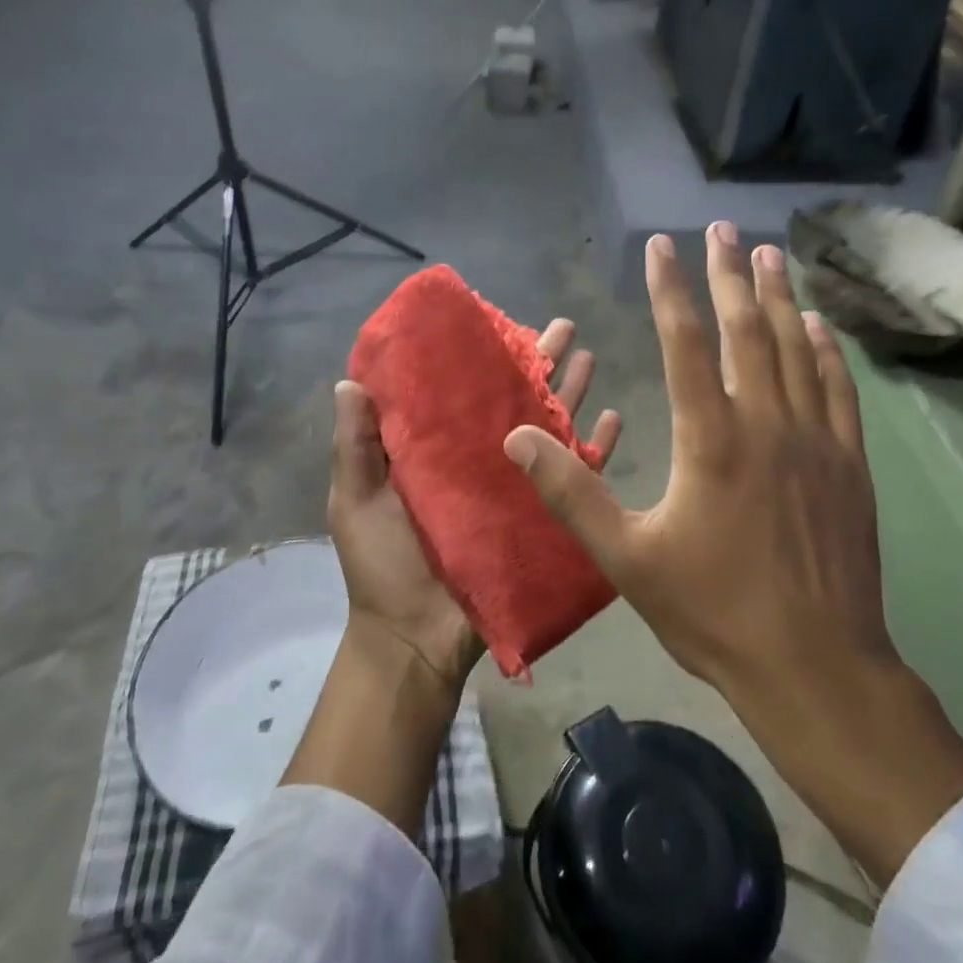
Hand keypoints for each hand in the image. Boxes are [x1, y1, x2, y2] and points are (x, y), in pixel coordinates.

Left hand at [328, 318, 621, 693]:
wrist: (417, 639)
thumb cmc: (383, 566)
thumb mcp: (356, 500)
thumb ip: (355, 445)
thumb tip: (348, 381)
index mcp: (439, 450)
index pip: (464, 391)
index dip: (481, 357)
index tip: (499, 322)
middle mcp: (481, 458)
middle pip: (515, 400)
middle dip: (539, 363)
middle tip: (563, 327)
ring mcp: (515, 487)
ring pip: (550, 428)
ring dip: (570, 393)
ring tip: (589, 357)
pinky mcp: (542, 518)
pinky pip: (575, 478)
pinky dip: (597, 450)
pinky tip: (614, 418)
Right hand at [503, 223, 962, 884]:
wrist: (816, 667)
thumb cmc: (714, 612)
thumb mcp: (626, 560)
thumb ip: (569, 494)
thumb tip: (517, 439)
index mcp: (710, 440)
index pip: (687, 342)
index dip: (671, 288)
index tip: (663, 244)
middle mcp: (766, 424)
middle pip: (746, 330)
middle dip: (730, 273)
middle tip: (723, 227)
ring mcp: (815, 441)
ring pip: (795, 349)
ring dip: (779, 297)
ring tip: (770, 253)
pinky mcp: (849, 465)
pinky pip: (837, 390)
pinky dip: (825, 350)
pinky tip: (818, 325)